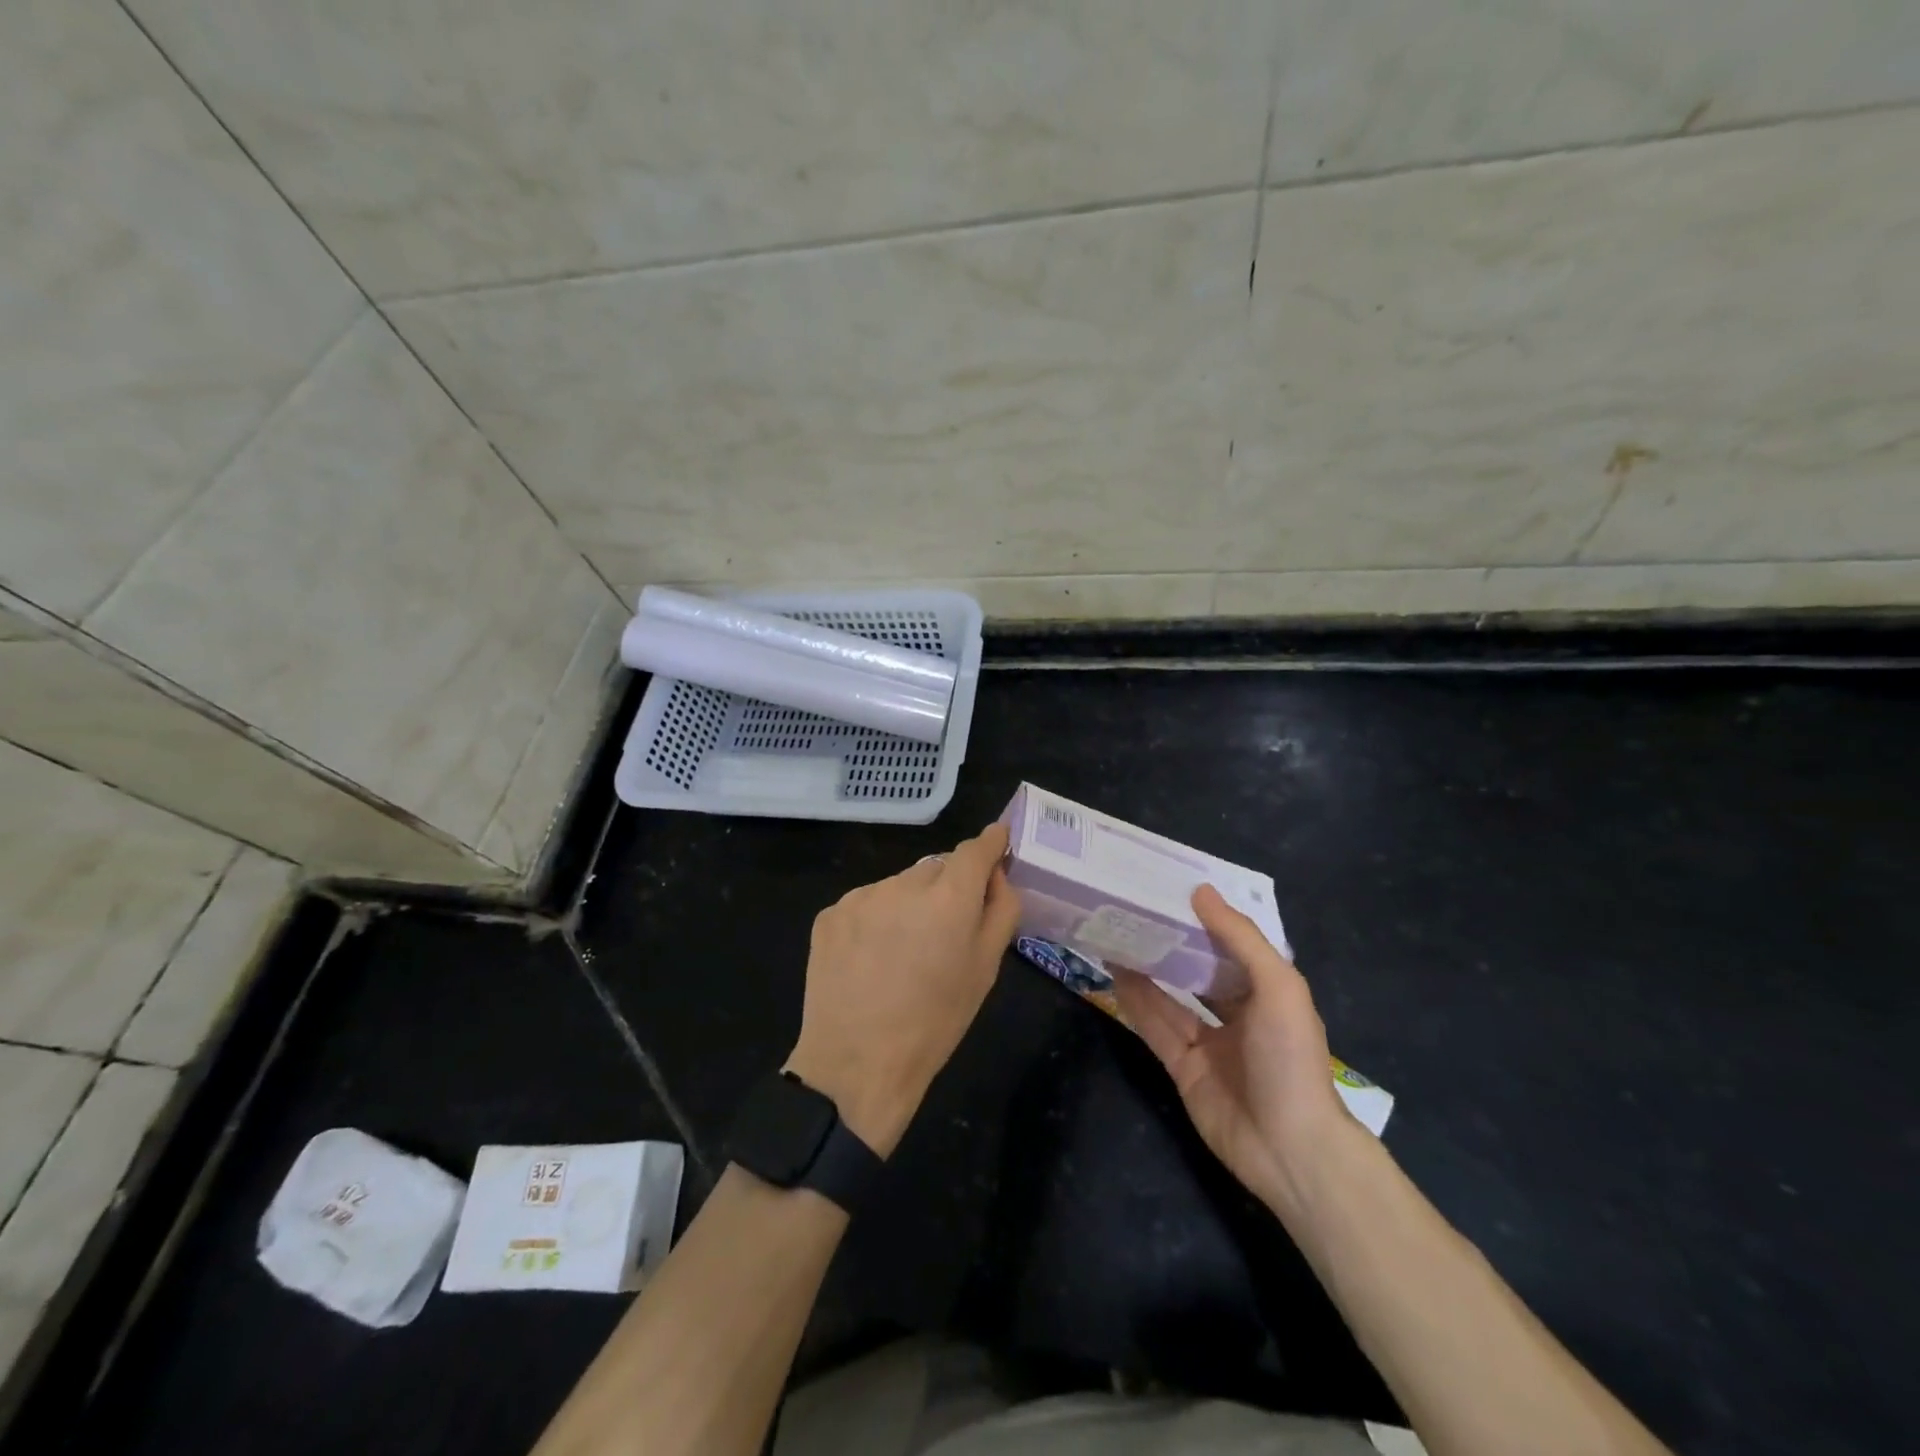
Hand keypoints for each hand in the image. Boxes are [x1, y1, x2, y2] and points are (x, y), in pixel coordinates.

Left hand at [785, 823, 1020, 1156]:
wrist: (855, 1065)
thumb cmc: (934, 1024)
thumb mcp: (985, 971)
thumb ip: (1000, 911)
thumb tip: (996, 875)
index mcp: (949, 898)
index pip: (975, 848)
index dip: (990, 843)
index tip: (998, 843)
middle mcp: (904, 884)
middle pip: (936, 868)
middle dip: (947, 888)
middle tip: (945, 930)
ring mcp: (861, 896)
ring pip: (899, 886)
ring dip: (908, 904)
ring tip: (902, 952)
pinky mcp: (830, 913)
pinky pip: (866, 904)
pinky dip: (875, 920)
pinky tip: (870, 959)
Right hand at [1113, 884, 1355, 1216]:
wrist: (1289, 1148)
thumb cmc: (1290, 1058)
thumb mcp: (1277, 987)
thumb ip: (1240, 938)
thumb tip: (1201, 891)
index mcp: (1268, 993)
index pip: (1232, 947)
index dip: (1205, 920)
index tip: (1173, 890)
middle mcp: (1238, 1014)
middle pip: (1198, 972)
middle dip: (1171, 945)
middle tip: (1135, 911)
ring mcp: (1209, 1043)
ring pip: (1171, 998)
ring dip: (1147, 970)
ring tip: (1116, 936)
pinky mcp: (1183, 1068)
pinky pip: (1156, 1028)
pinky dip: (1137, 1003)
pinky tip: (1116, 975)